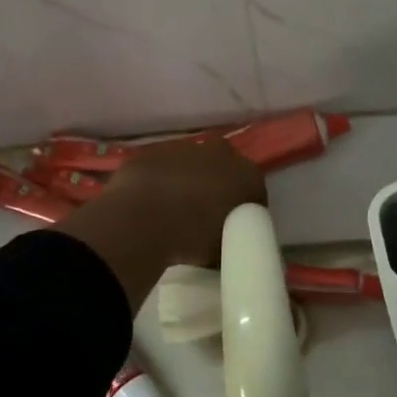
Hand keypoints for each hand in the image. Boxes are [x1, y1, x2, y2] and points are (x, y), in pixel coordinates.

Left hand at [100, 137, 267, 265]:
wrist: (141, 219)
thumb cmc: (192, 237)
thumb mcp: (225, 249)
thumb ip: (233, 238)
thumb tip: (229, 241)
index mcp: (247, 175)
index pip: (255, 192)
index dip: (245, 212)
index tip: (234, 229)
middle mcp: (222, 152)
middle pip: (225, 171)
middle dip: (218, 189)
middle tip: (205, 218)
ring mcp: (185, 147)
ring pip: (193, 165)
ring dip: (188, 182)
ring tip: (175, 212)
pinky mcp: (153, 150)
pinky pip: (163, 168)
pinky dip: (161, 182)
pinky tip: (151, 204)